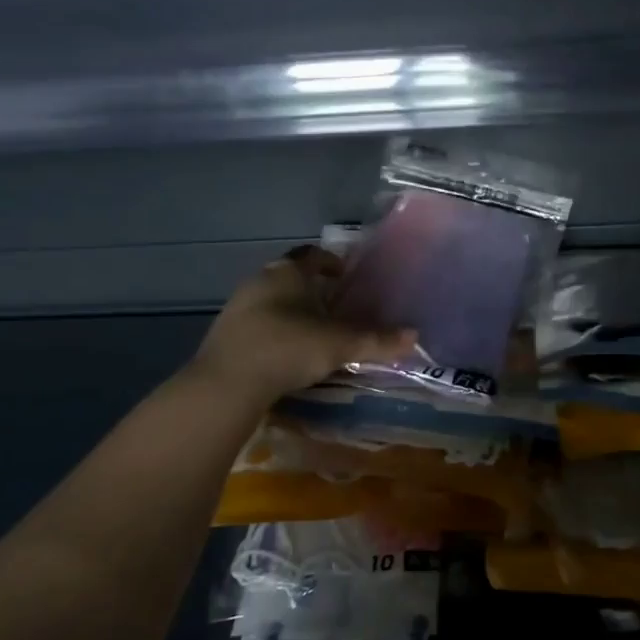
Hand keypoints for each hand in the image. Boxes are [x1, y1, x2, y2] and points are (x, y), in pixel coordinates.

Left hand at [189, 246, 417, 403]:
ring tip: (314, 333)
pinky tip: (287, 353)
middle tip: (336, 308)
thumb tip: (414, 336)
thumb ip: (377, 340)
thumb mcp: (339, 344)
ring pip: (272, 301)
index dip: (331, 263)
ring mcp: (237, 307)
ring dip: (292, 311)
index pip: (312, 255)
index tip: (346, 277)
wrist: (226, 384)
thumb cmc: (287, 348)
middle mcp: (259, 280)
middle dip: (313, 289)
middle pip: (291, 277)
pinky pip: (257, 324)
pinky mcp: (225, 334)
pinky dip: (275, 331)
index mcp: (287, 272)